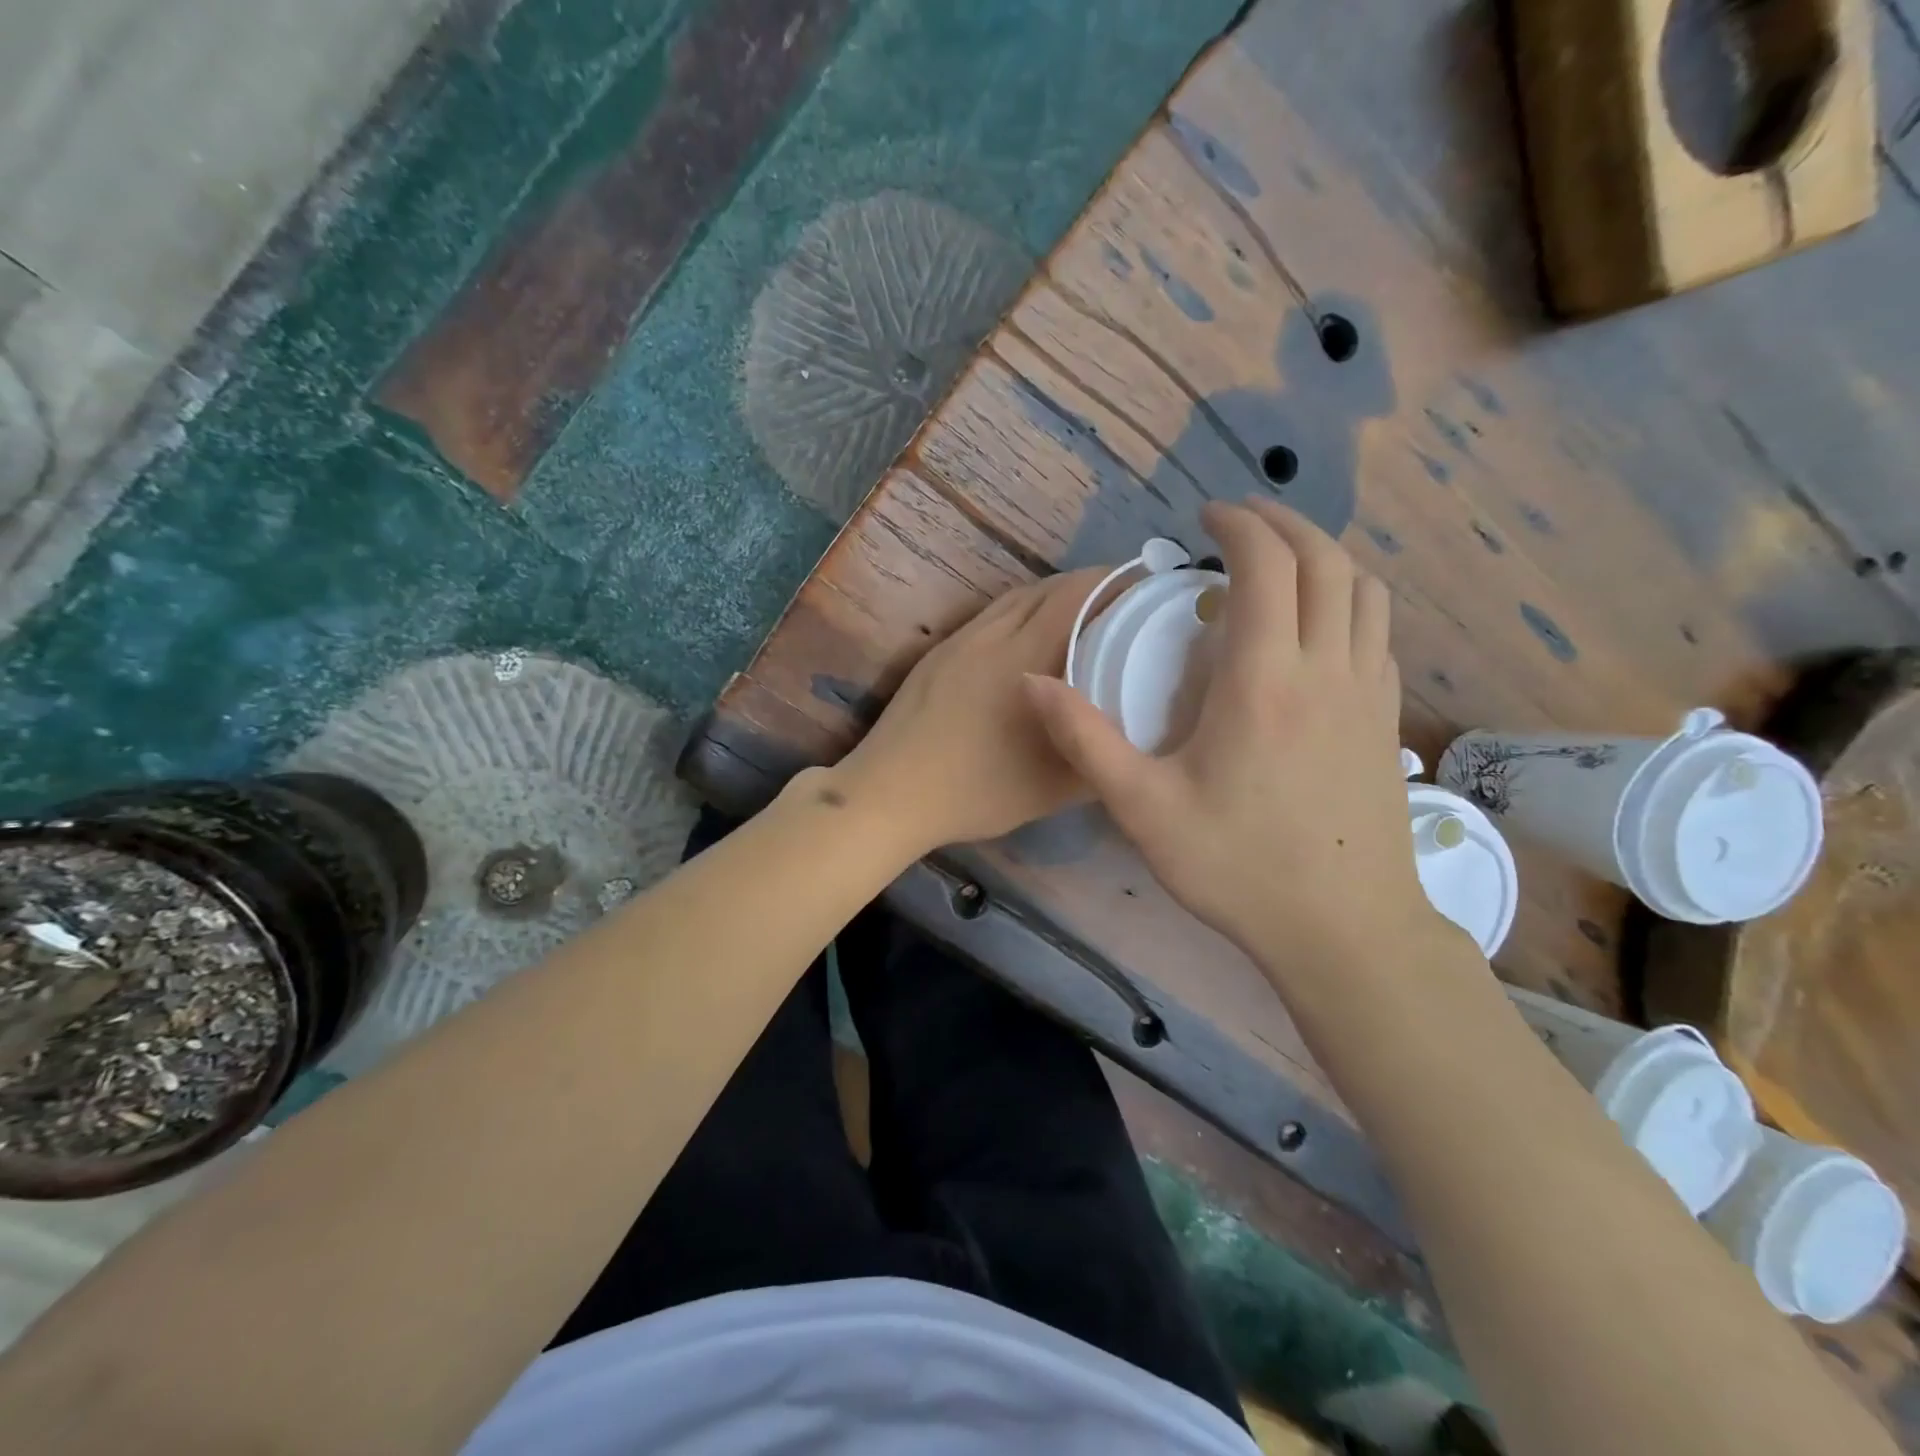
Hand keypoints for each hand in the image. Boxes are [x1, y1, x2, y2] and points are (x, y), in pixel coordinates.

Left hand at [828, 566, 1110, 856]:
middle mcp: (992, 635)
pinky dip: (1020, 612)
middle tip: (1121, 601)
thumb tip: (1129, 733)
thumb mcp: (1055, 787)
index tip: (1144, 587)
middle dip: (1089, 585)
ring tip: (1081, 614)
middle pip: (1047, 589)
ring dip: (1052, 596)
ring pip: (1015, 599)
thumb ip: (1098, 754)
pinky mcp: (938, 653)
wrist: (891, 792)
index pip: (1076, 595)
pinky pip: (990, 616)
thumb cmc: (977, 792)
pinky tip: (1028, 637)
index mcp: (1024, 658)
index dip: (1113, 581)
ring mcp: (960, 641)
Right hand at [1024, 500, 1441, 978]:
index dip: (1239, 524)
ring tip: (1281, 563)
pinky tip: (1316, 628)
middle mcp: (1328, 668)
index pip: (1268, 564)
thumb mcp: (1142, 808)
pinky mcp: (1387, 720)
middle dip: (1284, 523)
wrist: (1344, 930)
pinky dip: (1349, 601)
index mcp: (1265, 679)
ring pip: (1365, 590)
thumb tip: (1030, 681)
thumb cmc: (1238, 867)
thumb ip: (1084, 739)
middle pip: (1327, 560)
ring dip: (1325, 558)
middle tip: (1240, 521)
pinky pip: (1378, 632)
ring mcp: (1369, 693)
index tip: (1204, 517)